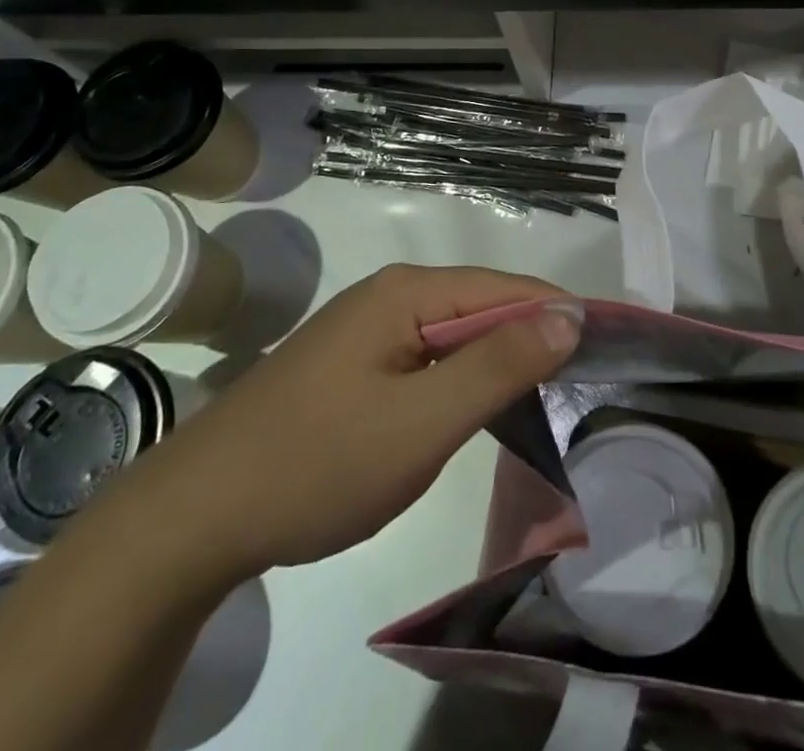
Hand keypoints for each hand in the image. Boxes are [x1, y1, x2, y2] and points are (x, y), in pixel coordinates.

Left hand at [126, 263, 581, 586]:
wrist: (197, 516)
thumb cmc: (319, 463)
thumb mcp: (422, 422)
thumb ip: (498, 365)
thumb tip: (570, 313)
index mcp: (409, 292)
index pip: (509, 287)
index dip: (560, 316)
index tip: (607, 356)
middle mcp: (391, 294)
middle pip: (484, 305)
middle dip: (533, 341)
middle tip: (580, 391)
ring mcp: (368, 327)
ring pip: (457, 334)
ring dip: (499, 363)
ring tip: (543, 403)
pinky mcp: (355, 361)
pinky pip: (428, 357)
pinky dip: (462, 380)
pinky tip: (477, 410)